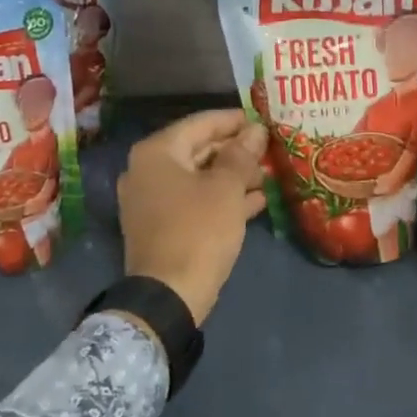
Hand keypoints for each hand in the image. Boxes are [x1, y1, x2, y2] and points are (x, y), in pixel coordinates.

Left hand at [118, 109, 267, 325]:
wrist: (168, 297)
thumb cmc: (198, 230)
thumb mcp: (226, 188)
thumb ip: (242, 154)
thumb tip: (256, 130)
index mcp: (157, 152)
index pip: (201, 123)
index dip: (235, 120)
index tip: (263, 119)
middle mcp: (147, 170)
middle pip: (199, 149)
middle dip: (236, 150)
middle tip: (270, 150)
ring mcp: (151, 201)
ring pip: (199, 177)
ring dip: (233, 176)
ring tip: (268, 174)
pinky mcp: (161, 226)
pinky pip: (195, 201)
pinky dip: (222, 199)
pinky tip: (257, 201)